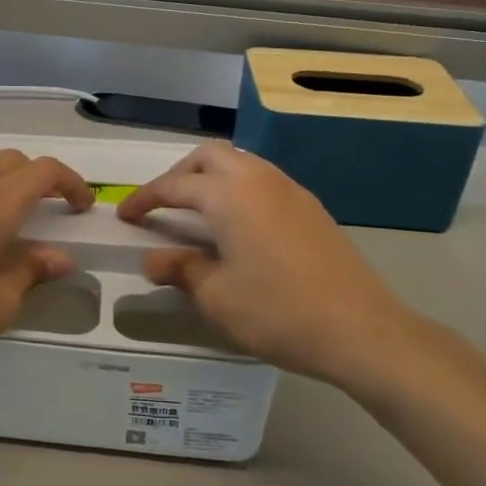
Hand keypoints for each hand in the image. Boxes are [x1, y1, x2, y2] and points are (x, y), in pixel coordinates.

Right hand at [117, 144, 423, 389]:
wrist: (360, 329)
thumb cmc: (278, 312)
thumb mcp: (216, 297)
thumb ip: (180, 270)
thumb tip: (152, 260)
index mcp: (229, 195)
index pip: (174, 186)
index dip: (145, 198)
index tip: (125, 215)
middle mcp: (259, 179)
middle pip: (209, 156)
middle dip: (179, 174)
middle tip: (162, 205)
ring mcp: (290, 190)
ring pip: (240, 162)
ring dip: (211, 177)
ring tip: (196, 211)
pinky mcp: (311, 207)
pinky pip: (263, 179)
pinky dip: (238, 188)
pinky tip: (238, 224)